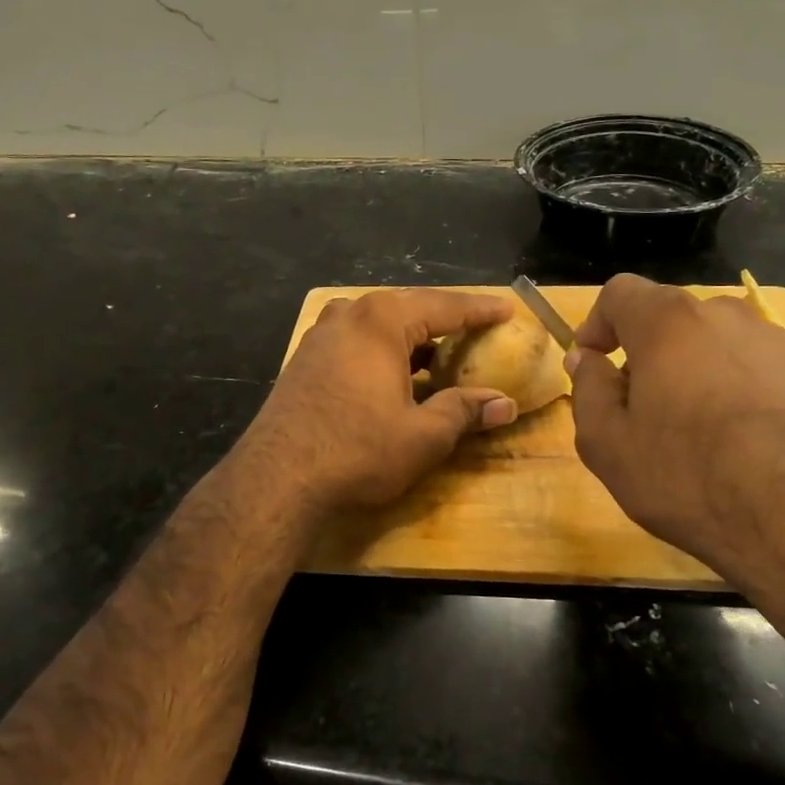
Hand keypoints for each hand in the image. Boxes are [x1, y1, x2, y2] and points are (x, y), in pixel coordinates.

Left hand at [242, 289, 519, 512]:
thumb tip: (504, 405)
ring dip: (413, 336)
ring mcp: (321, 335)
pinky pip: (357, 341)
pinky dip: (384, 350)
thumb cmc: (358, 450)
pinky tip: (397, 373)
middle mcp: (349, 315)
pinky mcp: (306, 359)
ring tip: (441, 351)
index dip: (480, 310)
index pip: (445, 306)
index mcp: (382, 320)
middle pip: (410, 308)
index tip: (507, 309)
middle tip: (478, 328)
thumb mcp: (422, 435)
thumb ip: (464, 412)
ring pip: (380, 324)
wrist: (277, 478)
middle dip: (446, 319)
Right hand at [566, 274, 784, 594]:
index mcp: (668, 322)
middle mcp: (723, 315)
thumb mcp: (606, 442)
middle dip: (642, 351)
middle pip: (667, 317)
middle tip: (633, 406)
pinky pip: (748, 365)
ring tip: (685, 426)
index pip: (620, 292)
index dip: (596, 324)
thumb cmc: (685, 477)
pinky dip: (728, 385)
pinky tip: (731, 438)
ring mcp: (773, 342)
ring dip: (686, 368)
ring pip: (710, 341)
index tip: (590, 363)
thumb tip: (586, 358)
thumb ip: (588, 388)